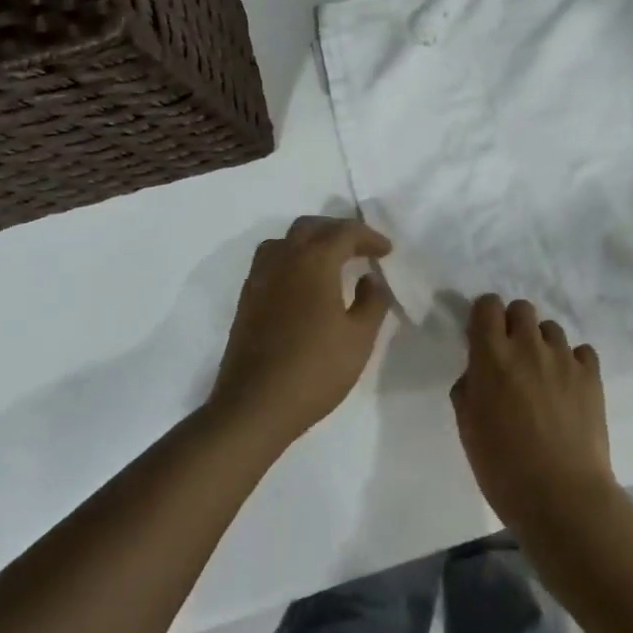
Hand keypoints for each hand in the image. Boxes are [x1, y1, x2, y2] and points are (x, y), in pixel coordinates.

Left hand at [208, 216, 393, 454]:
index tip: (386, 251)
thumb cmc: (315, 370)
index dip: (368, 236)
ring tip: (329, 260)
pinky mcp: (247, 300)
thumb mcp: (359, 338)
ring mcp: (259, 279)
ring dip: (309, 241)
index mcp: (314, 262)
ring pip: (284, 241)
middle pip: (310, 227)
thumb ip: (372, 301)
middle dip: (337, 231)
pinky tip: (302, 284)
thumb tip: (370, 279)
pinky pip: (270, 261)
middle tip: (359, 248)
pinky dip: (291, 259)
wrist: (255, 405)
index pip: (344, 232)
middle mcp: (283, 260)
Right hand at [451, 295, 623, 539]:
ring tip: (542, 376)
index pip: (487, 305)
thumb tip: (478, 373)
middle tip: (512, 357)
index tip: (483, 337)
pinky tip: (568, 387)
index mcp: (492, 357)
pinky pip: (581, 351)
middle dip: (513, 325)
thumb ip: (469, 389)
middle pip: (522, 308)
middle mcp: (528, 347)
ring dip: (542, 344)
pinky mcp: (591, 375)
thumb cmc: (503, 469)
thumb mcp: (468, 429)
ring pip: (551, 328)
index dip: (484, 317)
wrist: (562, 497)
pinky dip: (572, 362)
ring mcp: (564, 358)